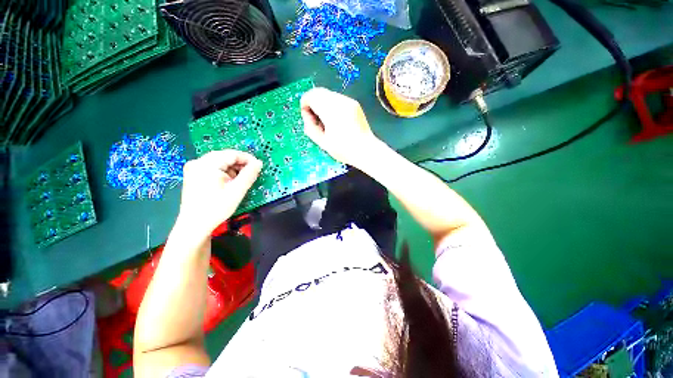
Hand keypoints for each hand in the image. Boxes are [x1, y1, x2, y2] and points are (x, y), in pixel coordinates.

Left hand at [177, 150, 261, 236]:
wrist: (195, 225)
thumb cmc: (216, 208)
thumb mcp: (237, 191)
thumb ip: (249, 174)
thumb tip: (259, 163)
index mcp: (207, 164)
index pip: (232, 154)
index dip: (248, 159)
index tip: (259, 167)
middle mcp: (198, 162)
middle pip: (225, 157)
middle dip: (240, 165)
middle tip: (251, 175)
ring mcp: (194, 168)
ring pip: (220, 162)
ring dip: (233, 169)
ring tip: (239, 182)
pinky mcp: (193, 174)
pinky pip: (213, 168)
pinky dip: (224, 173)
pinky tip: (228, 183)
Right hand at [301, 87, 377, 166]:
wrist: (366, 150)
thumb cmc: (344, 149)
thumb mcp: (322, 142)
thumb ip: (310, 127)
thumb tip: (306, 115)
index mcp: (331, 111)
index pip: (311, 96)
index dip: (305, 104)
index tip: (307, 117)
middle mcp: (340, 101)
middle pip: (319, 92)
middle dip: (313, 103)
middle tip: (315, 119)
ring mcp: (349, 101)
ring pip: (328, 94)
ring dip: (322, 104)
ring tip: (326, 121)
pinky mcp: (354, 104)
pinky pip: (337, 99)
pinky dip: (331, 105)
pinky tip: (336, 120)